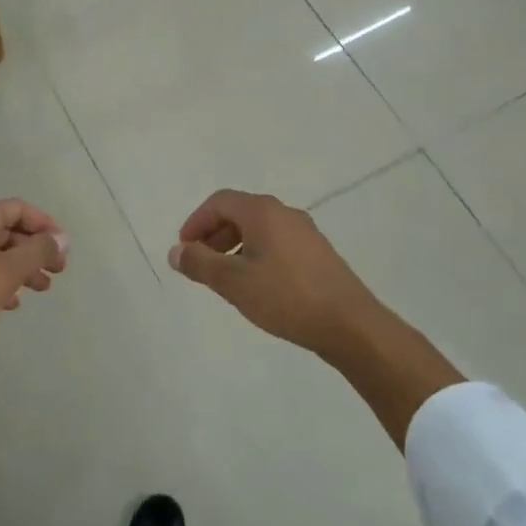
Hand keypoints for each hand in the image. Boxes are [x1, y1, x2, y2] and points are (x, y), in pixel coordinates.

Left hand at [0, 199, 68, 353]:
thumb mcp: (7, 272)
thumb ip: (38, 252)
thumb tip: (62, 239)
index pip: (17, 208)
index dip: (44, 223)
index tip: (63, 246)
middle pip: (7, 230)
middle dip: (35, 248)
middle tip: (58, 270)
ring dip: (21, 267)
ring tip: (42, 289)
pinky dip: (0, 281)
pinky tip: (12, 303)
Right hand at [168, 190, 386, 355]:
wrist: (349, 324)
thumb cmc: (286, 297)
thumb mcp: (234, 282)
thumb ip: (200, 263)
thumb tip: (176, 251)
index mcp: (263, 212)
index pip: (219, 202)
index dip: (196, 222)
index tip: (184, 249)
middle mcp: (285, 213)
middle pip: (239, 212)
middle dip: (213, 234)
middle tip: (199, 263)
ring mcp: (305, 232)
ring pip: (259, 229)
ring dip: (233, 246)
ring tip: (224, 278)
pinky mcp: (317, 253)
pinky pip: (276, 243)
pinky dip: (255, 254)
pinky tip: (255, 285)